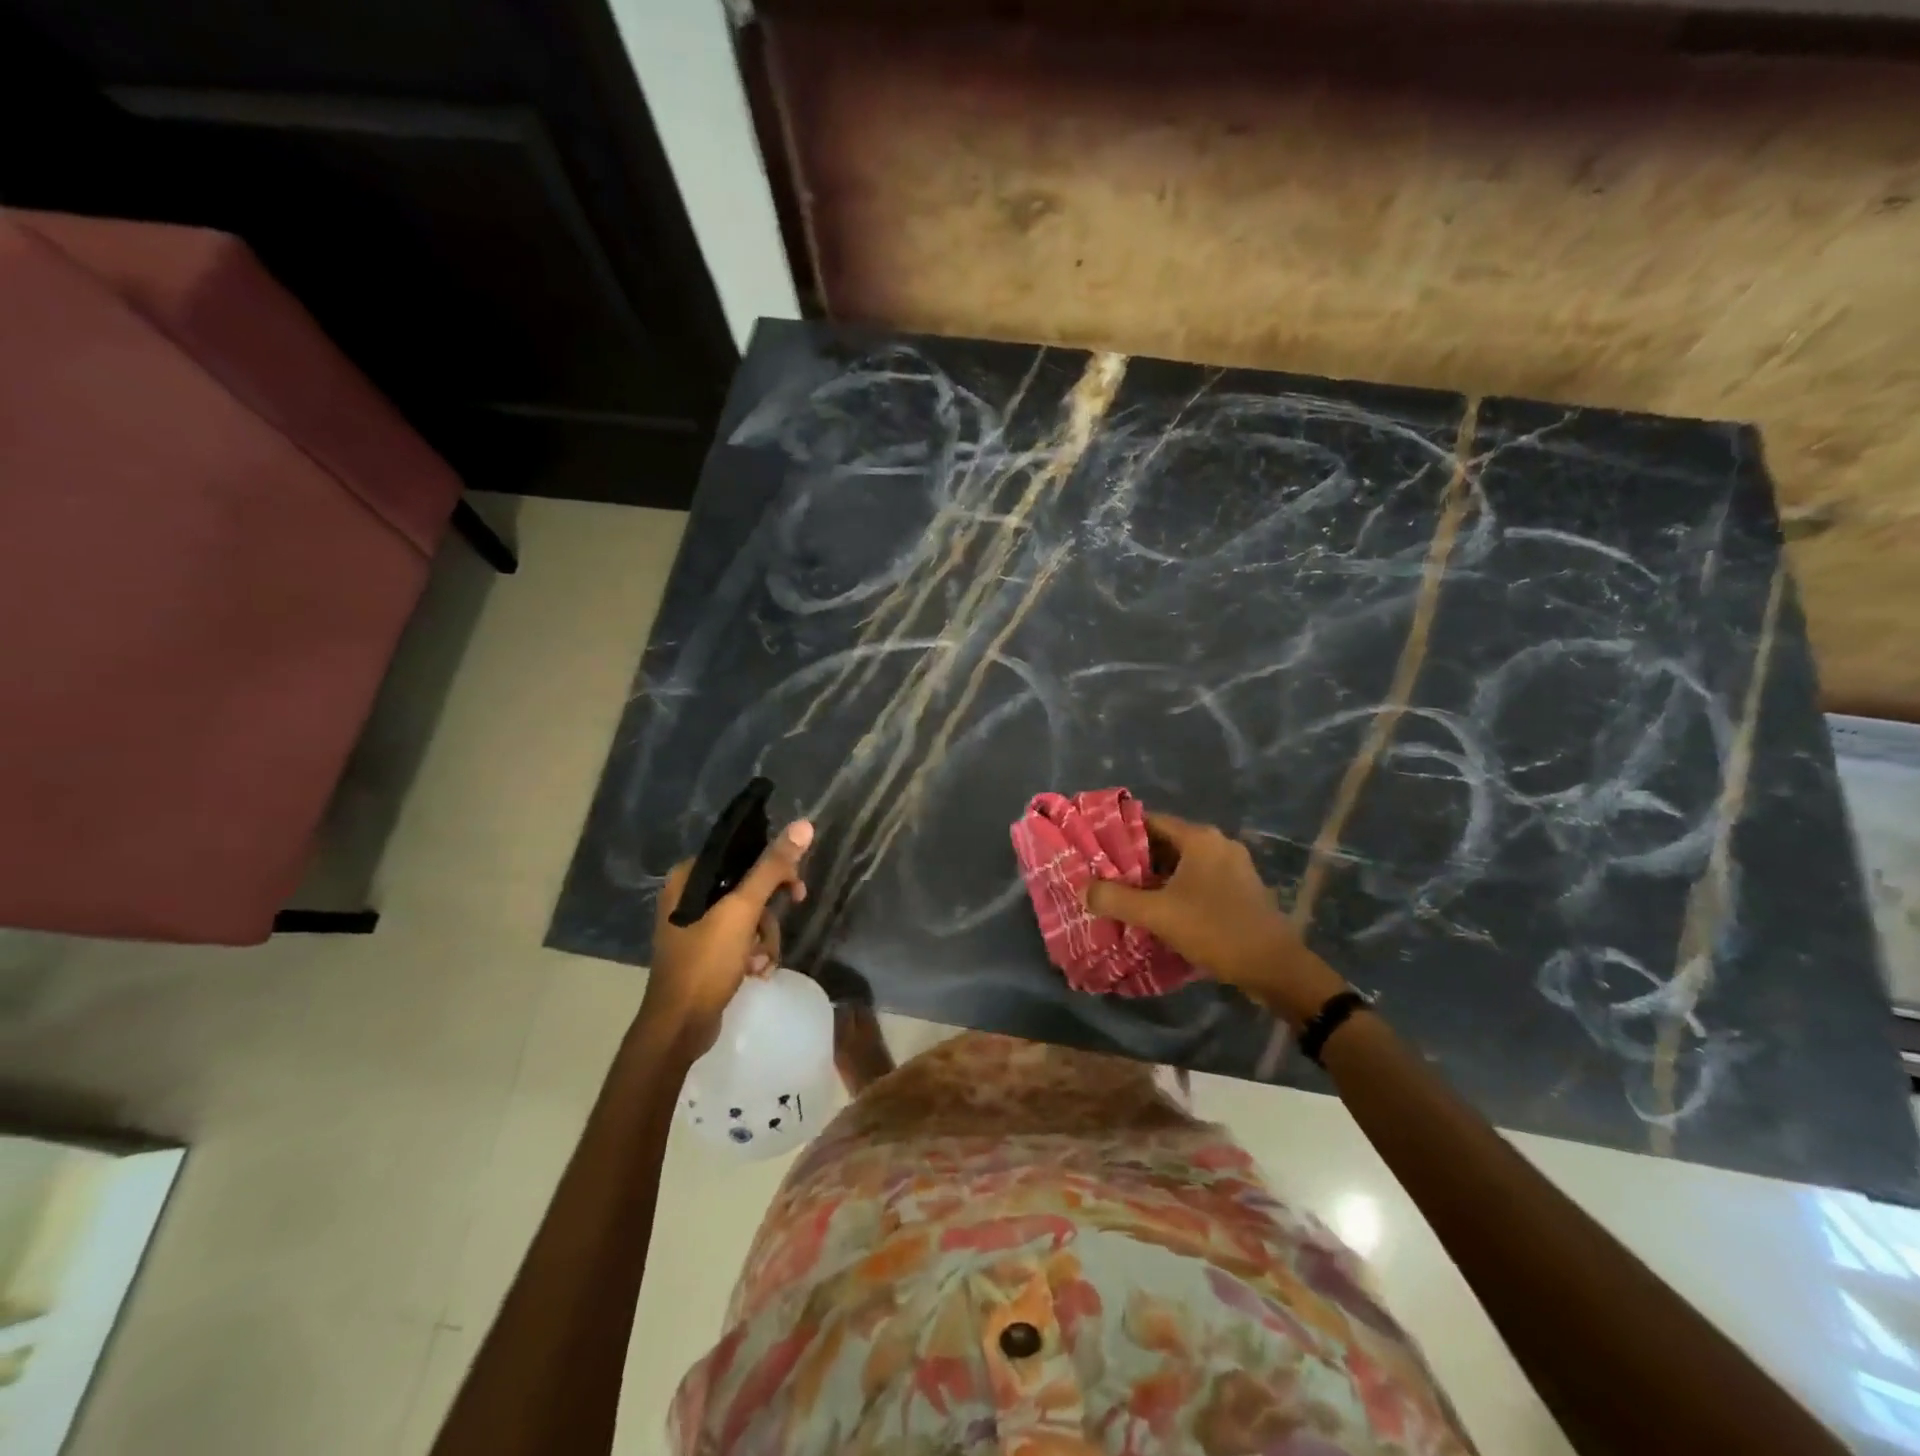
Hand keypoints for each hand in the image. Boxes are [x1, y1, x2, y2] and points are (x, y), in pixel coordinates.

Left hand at [642, 820, 813, 1056]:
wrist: (679, 1027)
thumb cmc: (706, 962)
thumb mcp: (742, 911)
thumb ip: (771, 868)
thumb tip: (803, 825)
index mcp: (688, 878)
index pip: (740, 856)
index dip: (773, 868)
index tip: (795, 888)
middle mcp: (688, 897)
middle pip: (748, 887)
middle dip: (769, 913)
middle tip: (791, 916)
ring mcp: (696, 927)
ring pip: (749, 917)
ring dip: (764, 939)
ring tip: (762, 961)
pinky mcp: (705, 953)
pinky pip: (740, 940)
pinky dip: (753, 954)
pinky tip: (756, 972)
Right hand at [1085, 813, 1345, 1023]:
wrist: (1276, 968)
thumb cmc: (1216, 930)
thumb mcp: (1158, 915)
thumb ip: (1116, 899)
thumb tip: (1083, 888)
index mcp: (1200, 838)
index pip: (1149, 822)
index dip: (1118, 833)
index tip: (1095, 849)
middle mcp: (1217, 844)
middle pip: (1164, 843)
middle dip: (1133, 860)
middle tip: (1103, 875)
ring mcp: (1233, 867)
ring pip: (1181, 865)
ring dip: (1154, 878)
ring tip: (1123, 895)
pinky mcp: (1240, 890)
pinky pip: (1197, 881)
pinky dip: (1175, 890)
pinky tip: (1157, 911)